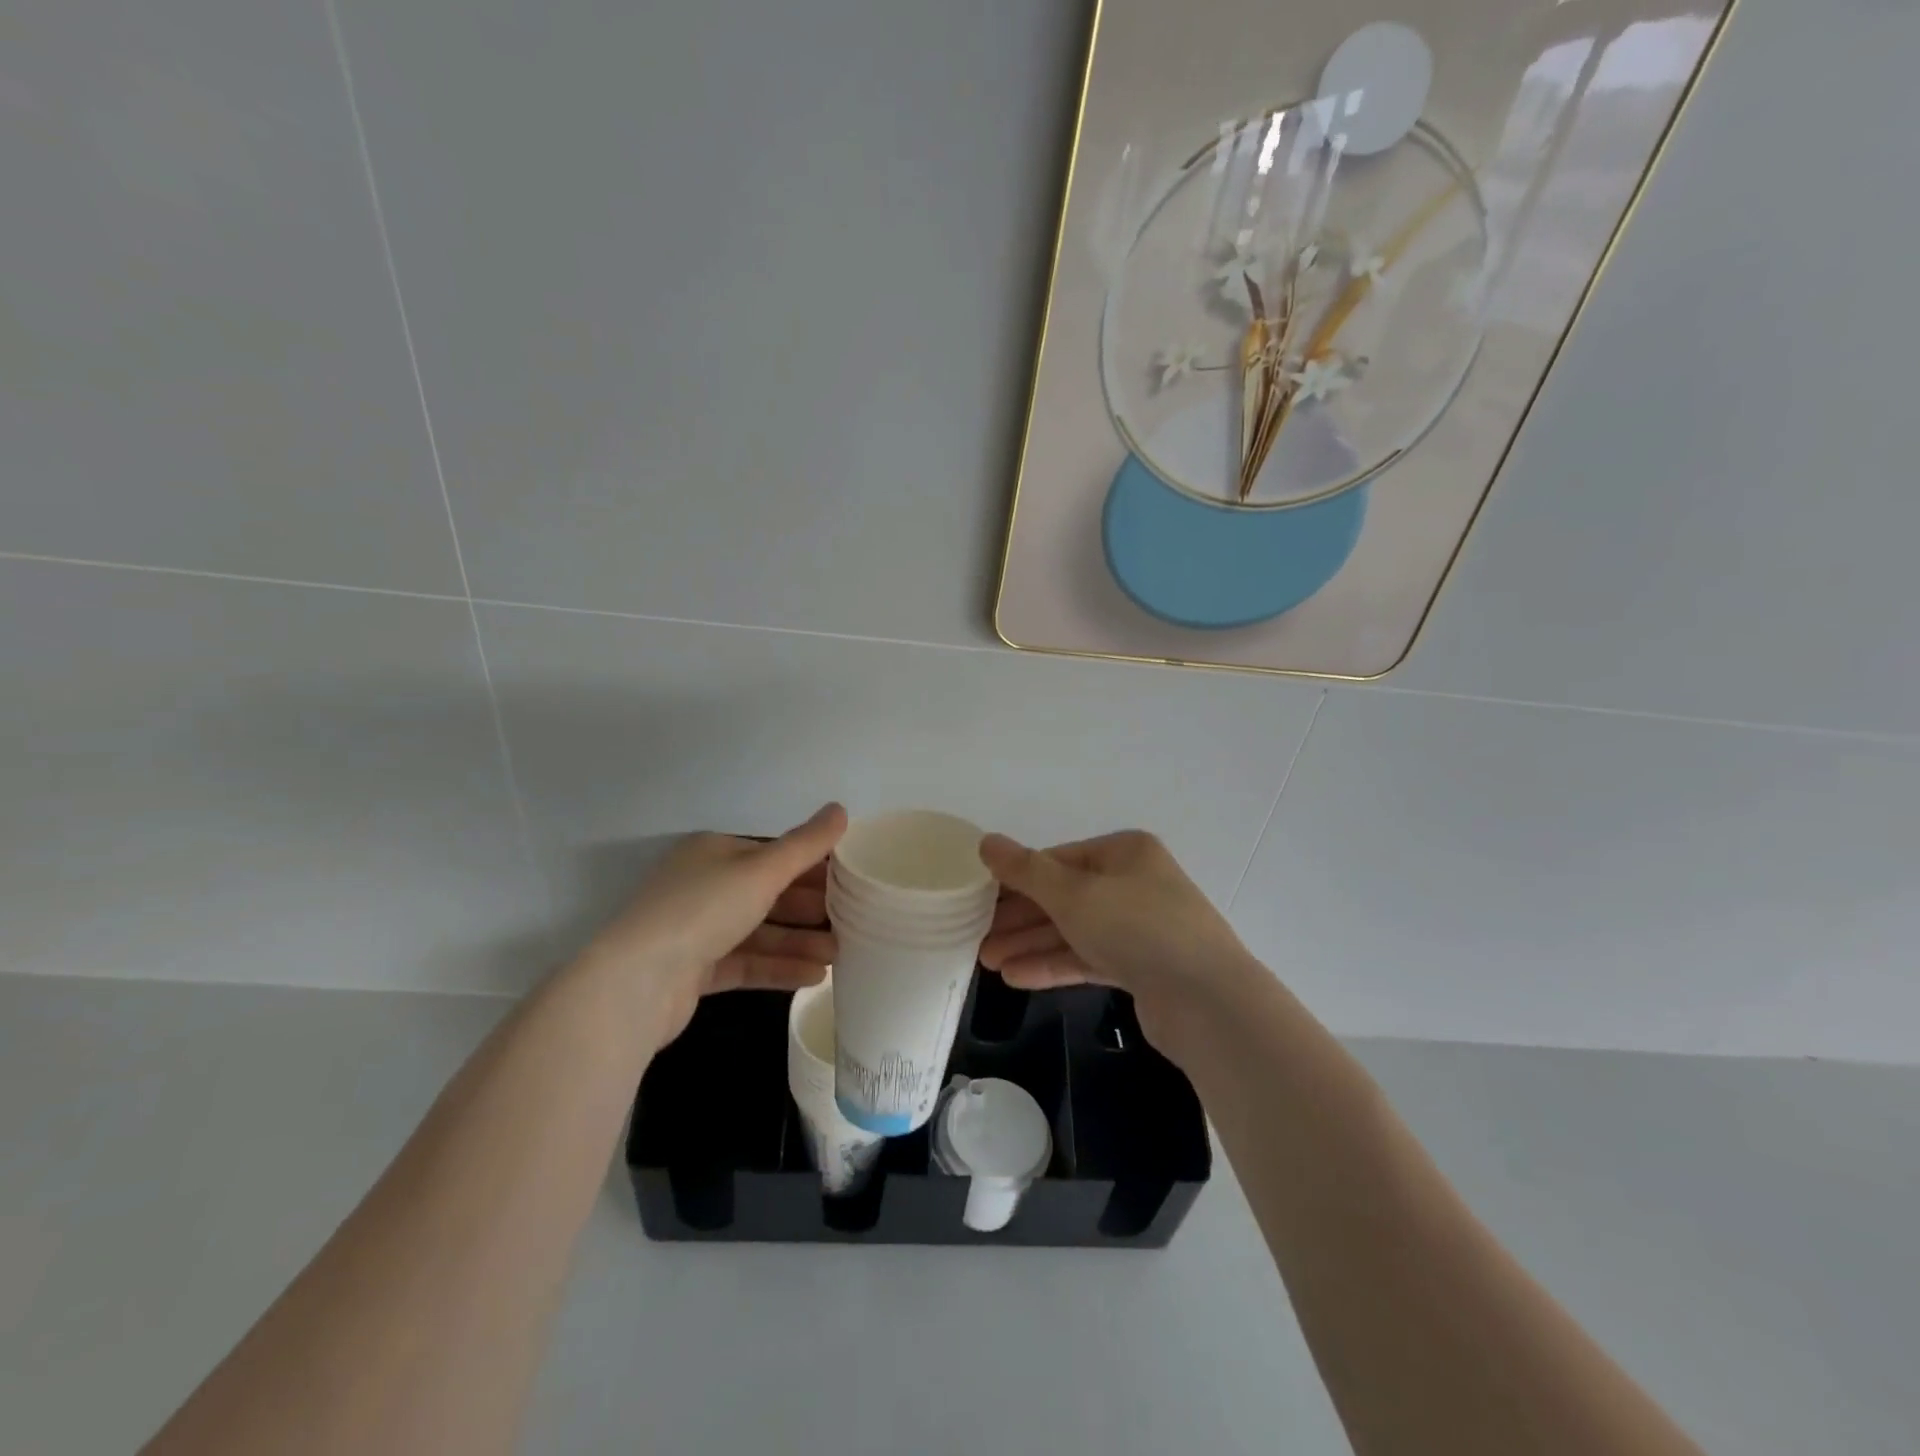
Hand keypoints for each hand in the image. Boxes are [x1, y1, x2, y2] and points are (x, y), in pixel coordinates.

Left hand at [575, 804, 846, 1044]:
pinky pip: (746, 963)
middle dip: (810, 908)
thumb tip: (841, 809)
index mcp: (715, 853)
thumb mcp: (761, 871)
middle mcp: (704, 886)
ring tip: (839, 955)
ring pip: (759, 931)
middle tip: (853, 921)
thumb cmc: (702, 910)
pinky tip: (814, 976)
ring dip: (799, 941)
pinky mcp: (694, 971)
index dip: (813, 866)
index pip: (773, 854)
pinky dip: (778, 967)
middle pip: (768, 894)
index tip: (851, 880)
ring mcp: (696, 931)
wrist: (637, 982)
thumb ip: (805, 845)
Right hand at [977, 830, 1254, 1045]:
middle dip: (1020, 918)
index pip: (1058, 860)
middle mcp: (1134, 884)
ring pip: (1074, 931)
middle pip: (1064, 896)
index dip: (1017, 878)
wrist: (1208, 1001)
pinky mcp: (1143, 967)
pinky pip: (1089, 958)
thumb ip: (1025, 870)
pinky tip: (1017, 977)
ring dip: (1031, 945)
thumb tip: (985, 841)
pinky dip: (1055, 965)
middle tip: (977, 938)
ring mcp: (1141, 927)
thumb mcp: (1073, 893)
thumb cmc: (1137, 928)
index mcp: (1125, 853)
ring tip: (988, 963)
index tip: (980, 899)